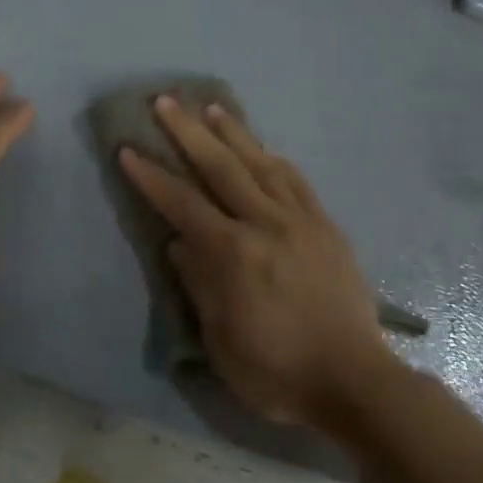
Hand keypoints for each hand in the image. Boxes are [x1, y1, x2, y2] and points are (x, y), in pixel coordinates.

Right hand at [118, 95, 393, 426]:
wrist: (354, 381)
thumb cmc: (277, 371)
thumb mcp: (222, 340)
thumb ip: (199, 284)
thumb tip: (180, 243)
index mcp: (234, 254)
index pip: (182, 204)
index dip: (152, 176)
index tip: (129, 149)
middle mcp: (266, 224)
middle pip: (221, 166)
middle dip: (188, 131)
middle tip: (166, 101)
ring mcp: (301, 221)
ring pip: (261, 164)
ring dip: (233, 133)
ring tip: (212, 108)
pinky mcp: (326, 227)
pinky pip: (297, 182)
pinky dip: (275, 160)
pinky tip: (265, 149)